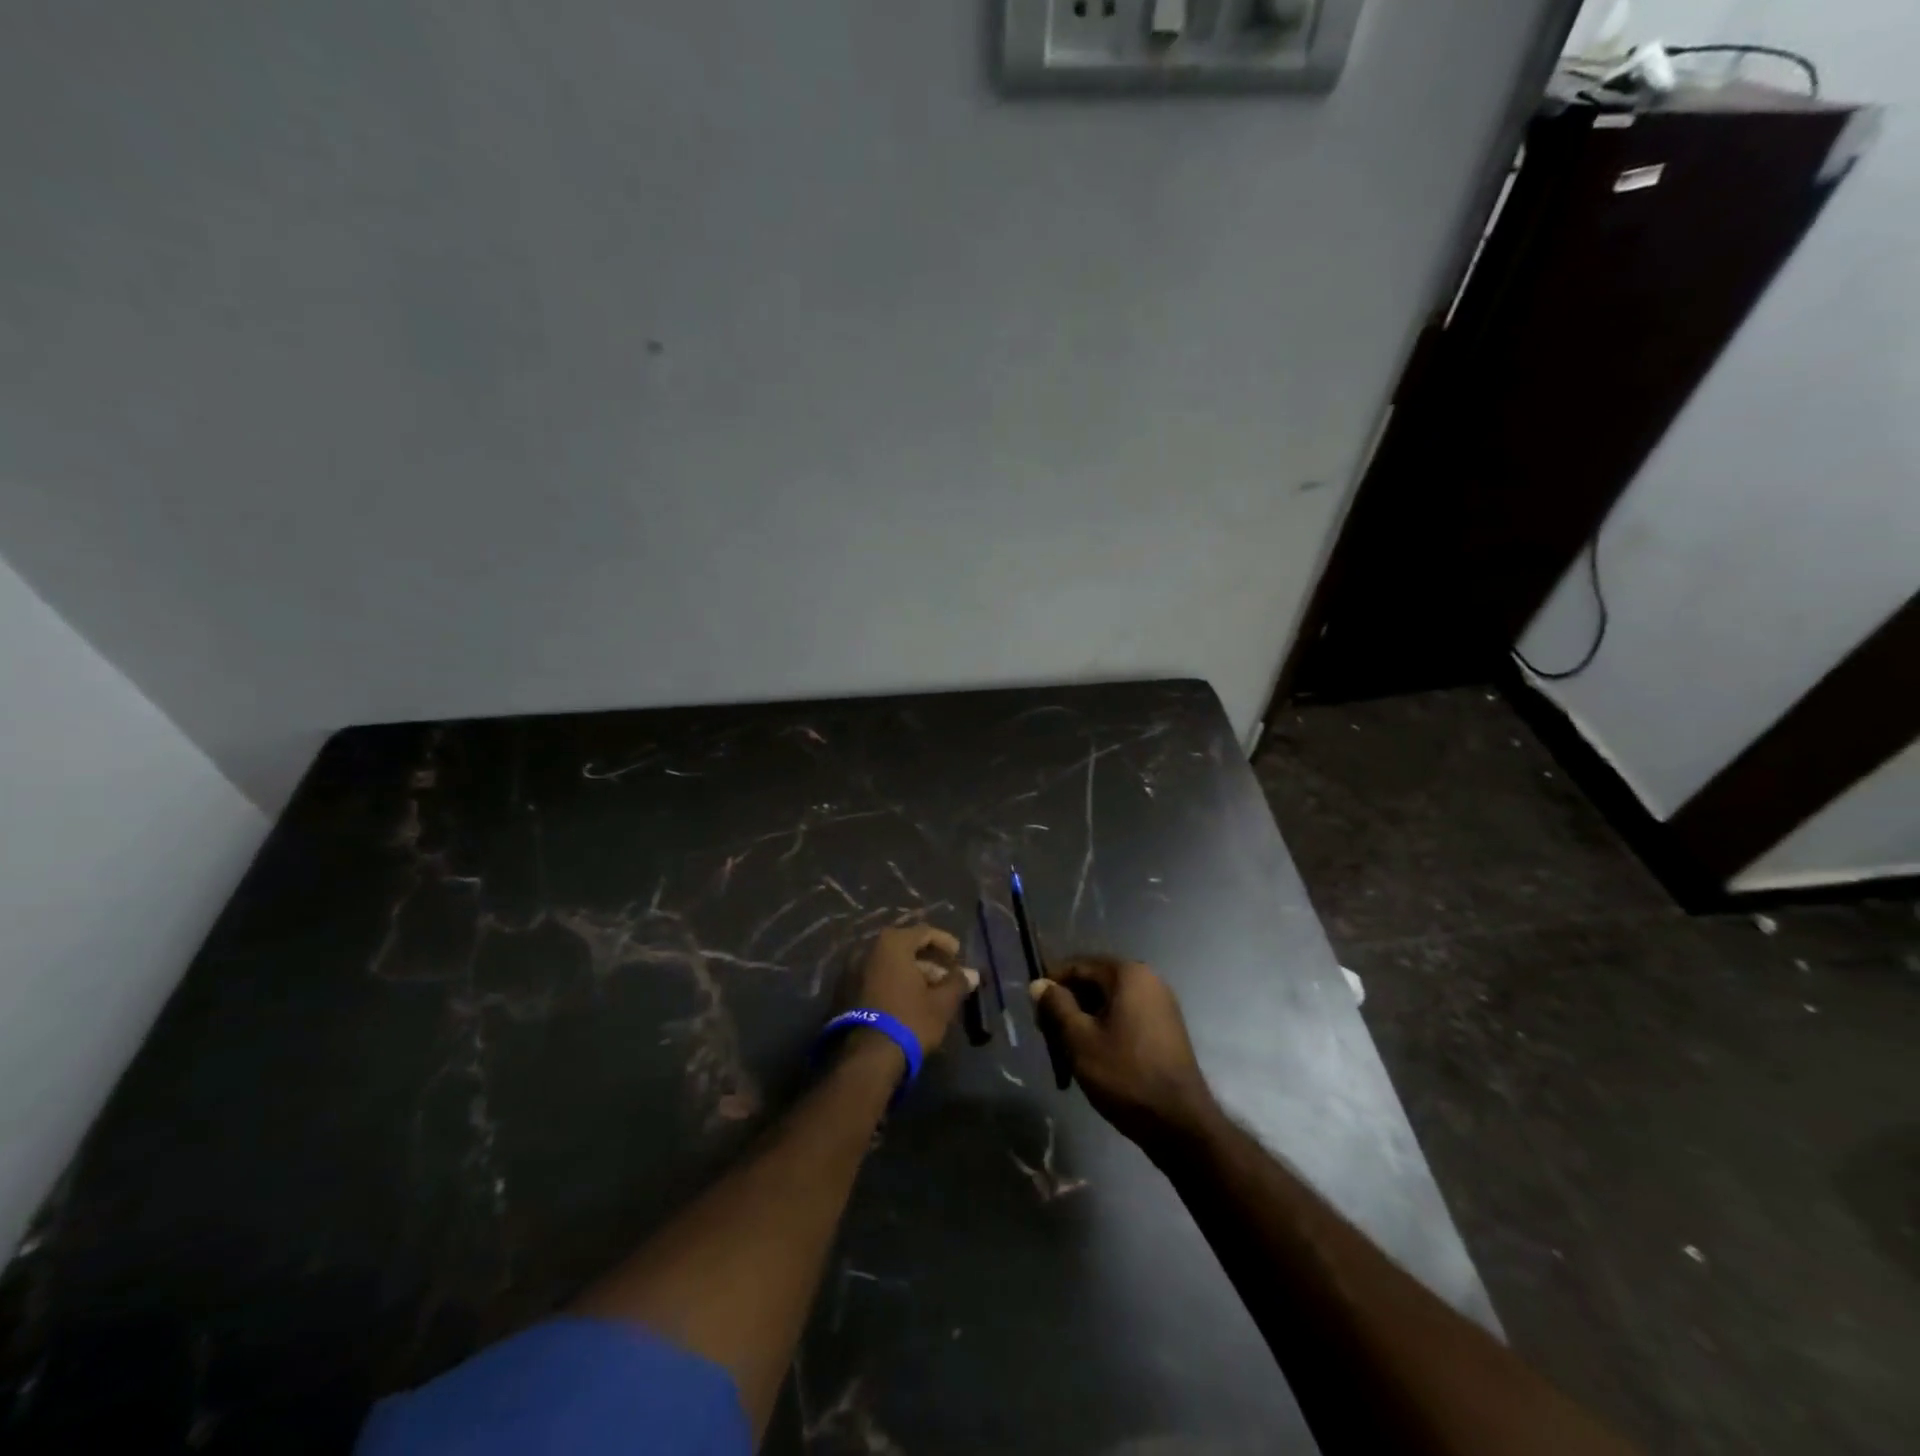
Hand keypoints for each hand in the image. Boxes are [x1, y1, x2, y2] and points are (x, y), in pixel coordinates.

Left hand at [850, 925, 979, 1060]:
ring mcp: (855, 970)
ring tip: (932, 993)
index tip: (958, 957)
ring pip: (891, 964)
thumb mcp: (941, 1003)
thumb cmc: (910, 1020)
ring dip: (913, 973)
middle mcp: (870, 950)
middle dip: (929, 961)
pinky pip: (878, 977)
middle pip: (906, 947)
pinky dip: (896, 983)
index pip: (924, 932)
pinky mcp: (847, 991)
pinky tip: (911, 1001)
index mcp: (893, 944)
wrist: (868, 1057)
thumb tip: (971, 974)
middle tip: (947, 978)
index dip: (945, 942)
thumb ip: (957, 983)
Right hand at [1030, 956, 1217, 1155]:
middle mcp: (1148, 979)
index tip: (1036, 1015)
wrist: (1180, 1123)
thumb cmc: (1125, 1075)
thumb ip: (1056, 1006)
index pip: (1077, 966)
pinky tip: (1096, 1057)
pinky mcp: (1166, 1027)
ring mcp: (1161, 1003)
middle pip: (1094, 982)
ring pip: (1109, 1002)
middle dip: (1068, 1006)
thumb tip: (1038, 984)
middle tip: (1050, 1037)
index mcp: (1127, 973)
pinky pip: (1127, 1017)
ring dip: (1086, 1021)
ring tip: (1069, 1052)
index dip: (1051, 987)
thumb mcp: (1079, 1040)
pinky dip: (1107, 1030)